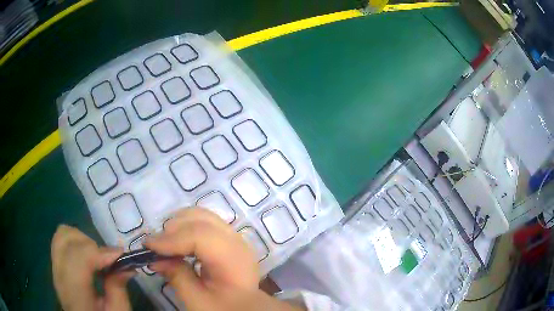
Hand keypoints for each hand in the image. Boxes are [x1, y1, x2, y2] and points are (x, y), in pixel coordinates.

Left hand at [51, 225, 132, 310]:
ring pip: (61, 235)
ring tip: (95, 258)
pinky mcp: (56, 266)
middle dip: (90, 244)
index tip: (120, 256)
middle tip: (106, 260)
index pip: (77, 257)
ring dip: (81, 240)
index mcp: (74, 294)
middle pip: (66, 239)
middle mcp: (59, 276)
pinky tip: (86, 258)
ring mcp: (55, 269)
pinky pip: (60, 242)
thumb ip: (118, 289)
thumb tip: (126, 265)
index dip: (99, 251)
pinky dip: (75, 242)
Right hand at [145, 208, 303, 310]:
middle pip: (201, 219)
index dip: (171, 238)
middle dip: (173, 229)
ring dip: (178, 225)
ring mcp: (233, 236)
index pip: (201, 236)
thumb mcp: (198, 300)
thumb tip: (155, 258)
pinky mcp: (227, 237)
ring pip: (201, 216)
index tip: (149, 246)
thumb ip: (177, 277)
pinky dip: (186, 227)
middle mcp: (237, 241)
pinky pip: (204, 222)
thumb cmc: (223, 307)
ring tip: (164, 244)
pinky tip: (177, 242)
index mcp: (234, 259)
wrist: (246, 306)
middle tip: (155, 246)